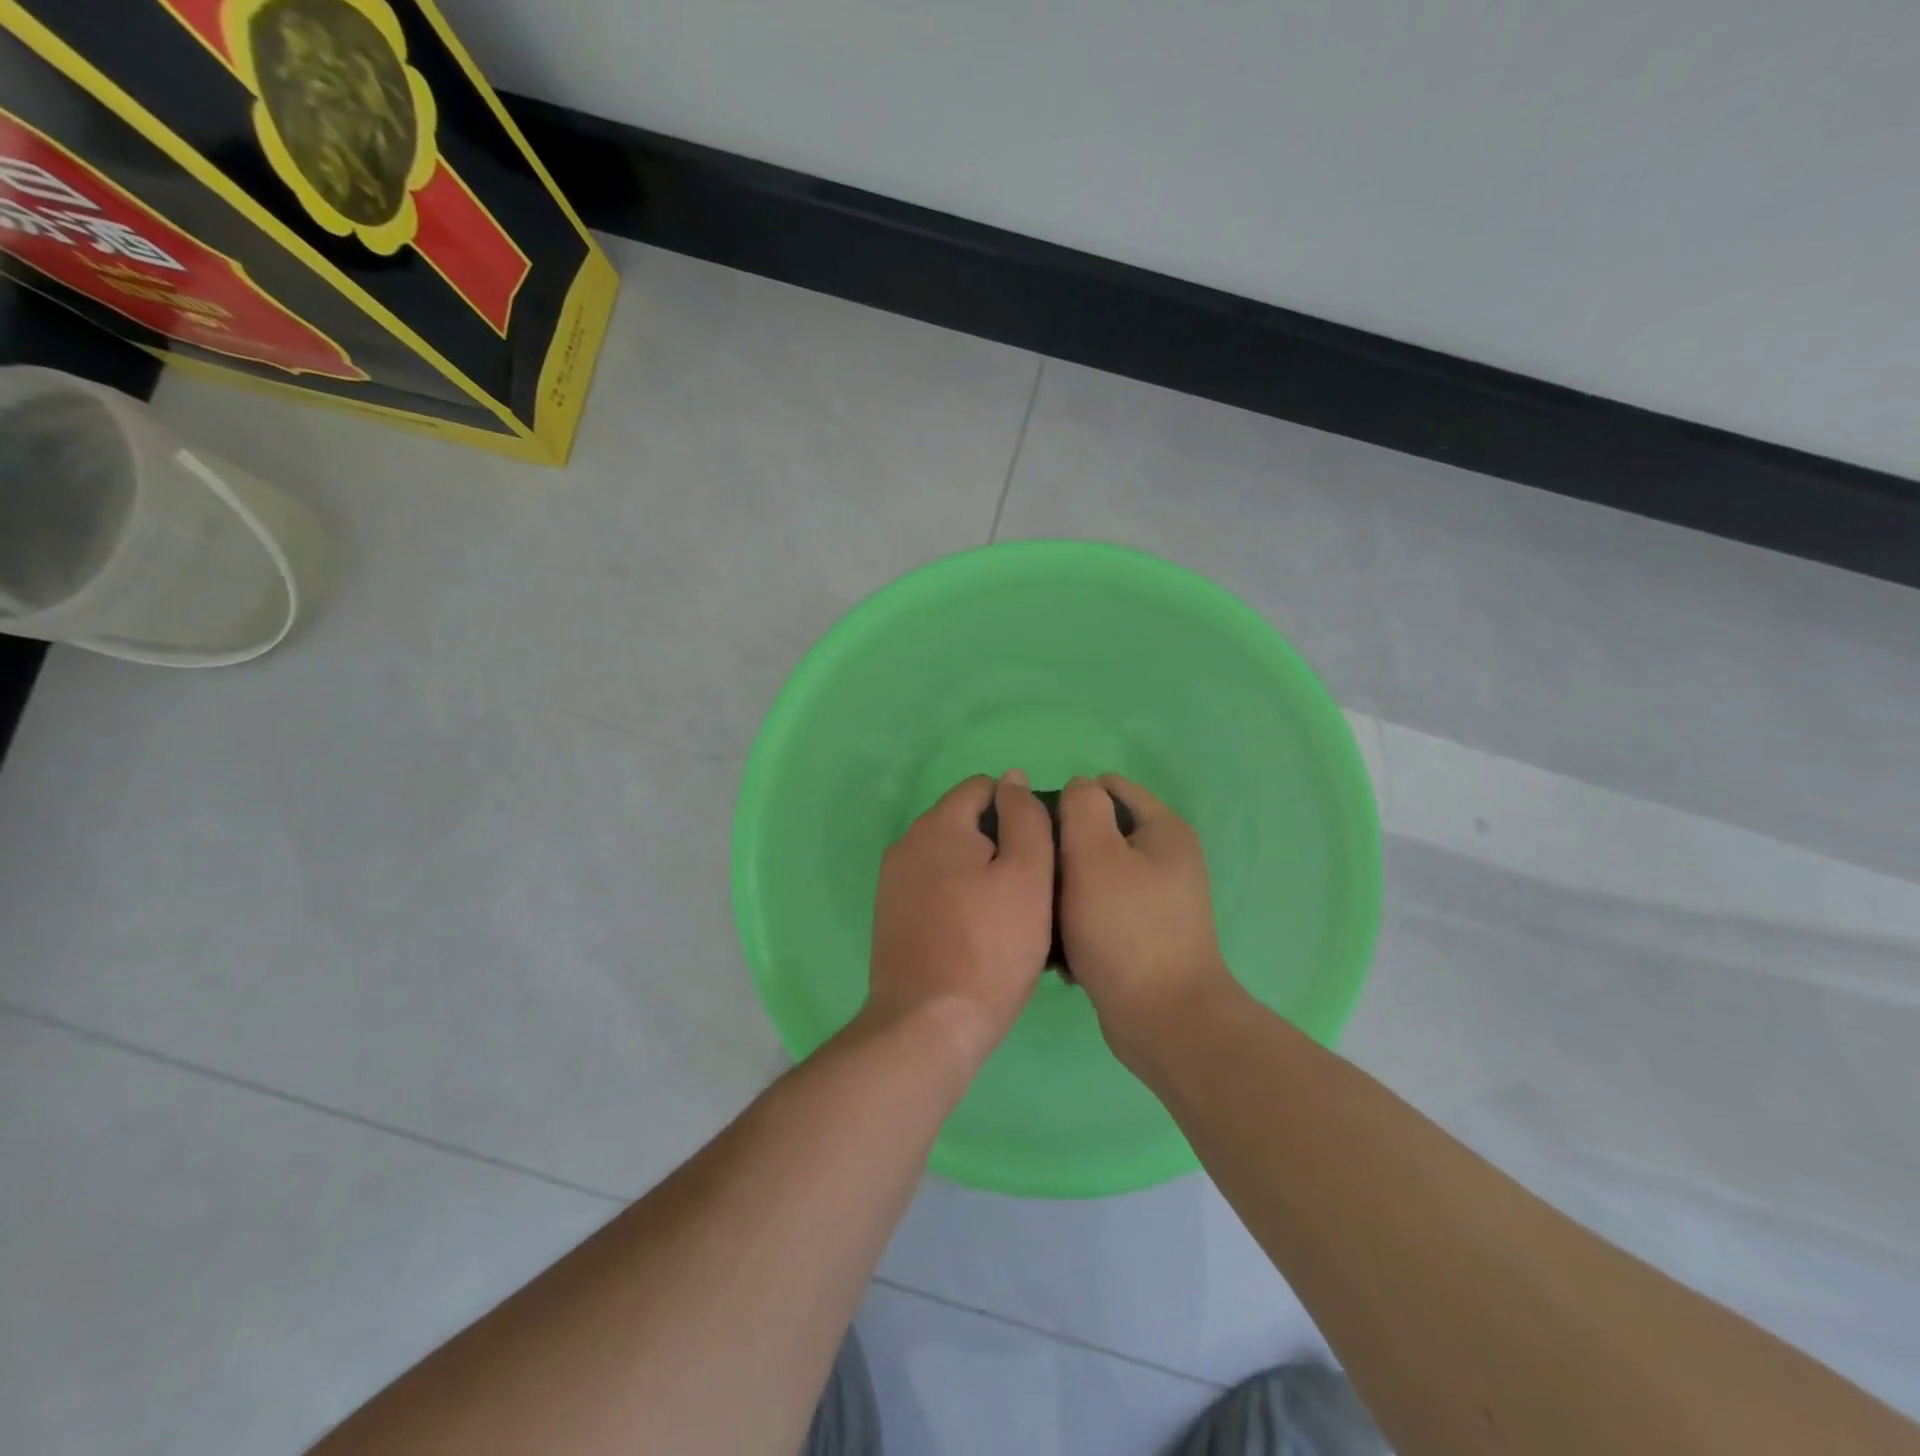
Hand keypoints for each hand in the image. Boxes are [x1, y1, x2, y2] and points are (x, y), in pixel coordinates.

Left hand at [866, 770, 1055, 1069]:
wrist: (927, 1025)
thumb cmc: (990, 948)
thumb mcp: (1028, 876)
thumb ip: (1025, 818)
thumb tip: (1013, 779)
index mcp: (938, 824)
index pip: (983, 787)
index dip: (1019, 810)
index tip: (1041, 853)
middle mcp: (907, 843)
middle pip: (966, 824)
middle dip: (1000, 845)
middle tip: (1033, 891)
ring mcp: (893, 882)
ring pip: (951, 860)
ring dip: (981, 875)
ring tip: (1011, 918)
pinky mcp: (890, 917)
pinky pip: (935, 890)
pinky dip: (960, 900)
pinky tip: (980, 936)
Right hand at [1058, 774, 1238, 1064]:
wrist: (1163, 1019)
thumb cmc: (1125, 928)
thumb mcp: (1095, 853)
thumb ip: (1082, 807)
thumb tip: (1078, 788)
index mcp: (1163, 830)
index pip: (1109, 787)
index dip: (1070, 799)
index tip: (1039, 830)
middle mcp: (1167, 859)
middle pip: (1101, 832)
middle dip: (1065, 849)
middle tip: (1038, 875)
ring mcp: (1158, 900)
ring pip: (1095, 874)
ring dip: (1067, 889)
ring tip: (1044, 913)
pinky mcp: (1145, 935)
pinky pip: (1102, 911)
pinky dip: (1080, 922)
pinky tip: (1061, 947)